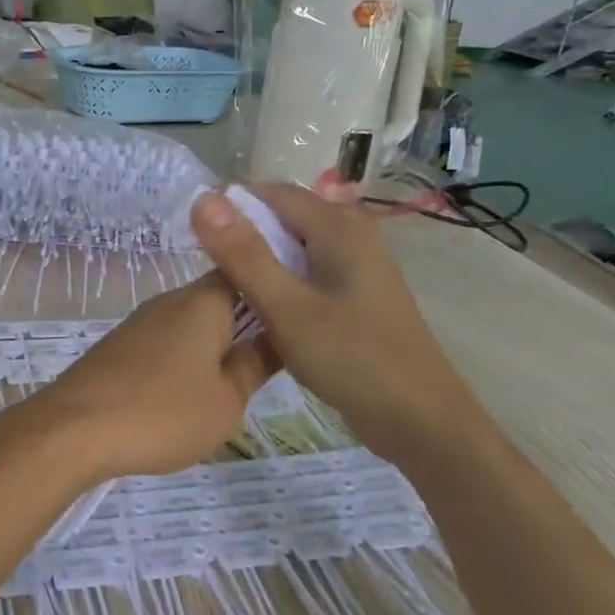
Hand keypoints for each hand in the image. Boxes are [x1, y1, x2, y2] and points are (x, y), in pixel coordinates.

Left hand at [17, 273, 276, 484]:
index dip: (270, 289)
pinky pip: (165, 344)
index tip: (296, 314)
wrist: (73, 428)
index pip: (245, 273)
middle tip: (271, 363)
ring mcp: (140, 323)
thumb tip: (273, 339)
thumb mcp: (226, 400)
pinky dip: (182, 362)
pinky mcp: (119, 347)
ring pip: (190, 326)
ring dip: (212, 347)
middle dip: (244, 326)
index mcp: (203, 302)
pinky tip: (187, 394)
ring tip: (233, 385)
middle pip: (218, 301)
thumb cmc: (162, 412)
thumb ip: (254, 366)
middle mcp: (169, 301)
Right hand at [189, 173, 484, 461]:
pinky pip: (308, 270)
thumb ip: (243, 254)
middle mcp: (353, 234)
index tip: (193, 238)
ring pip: (295, 246)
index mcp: (339, 227)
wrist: (420, 420)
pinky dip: (281, 280)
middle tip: (206, 268)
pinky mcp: (358, 294)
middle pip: (284, 217)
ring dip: (260, 260)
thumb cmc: (351, 359)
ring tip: (226, 289)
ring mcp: (359, 265)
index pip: (271, 193)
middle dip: (243, 234)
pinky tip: (262, 308)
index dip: (229, 208)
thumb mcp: (286, 307)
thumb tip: (203, 199)